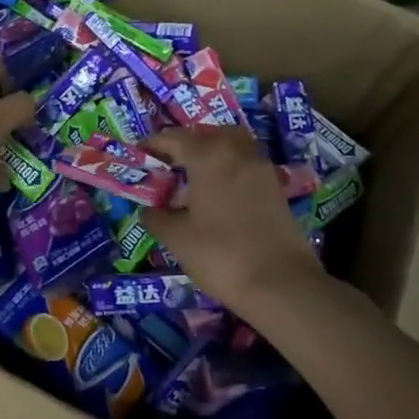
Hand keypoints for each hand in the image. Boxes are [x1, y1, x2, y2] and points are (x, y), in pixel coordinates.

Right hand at [143, 128, 320, 310]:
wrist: (281, 284)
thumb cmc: (221, 255)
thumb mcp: (177, 238)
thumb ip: (156, 217)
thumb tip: (148, 209)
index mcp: (209, 156)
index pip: (174, 138)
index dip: (152, 145)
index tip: (137, 155)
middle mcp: (237, 152)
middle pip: (206, 135)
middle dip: (184, 144)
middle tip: (166, 164)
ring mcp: (261, 168)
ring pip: (230, 146)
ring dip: (210, 153)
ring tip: (191, 177)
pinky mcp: (275, 187)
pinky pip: (245, 164)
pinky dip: (228, 168)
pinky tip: (216, 194)